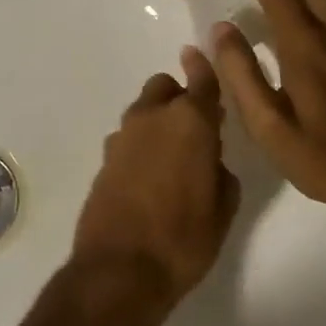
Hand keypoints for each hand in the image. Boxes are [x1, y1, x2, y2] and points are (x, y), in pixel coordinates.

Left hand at [73, 49, 241, 306]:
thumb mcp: (223, 208)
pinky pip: (128, 140)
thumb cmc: (183, 239)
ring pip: (143, 113)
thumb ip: (221, 171)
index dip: (204, 67)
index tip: (202, 54)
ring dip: (158, 123)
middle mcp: (151, 120)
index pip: (201, 81)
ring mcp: (121, 139)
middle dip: (179, 98)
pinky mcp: (103, 161)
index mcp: (188, 122)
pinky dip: (141, 146)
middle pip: (164, 89)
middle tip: (196, 129)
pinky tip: (150, 178)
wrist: (119, 271)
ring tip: (173, 159)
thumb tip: (211, 160)